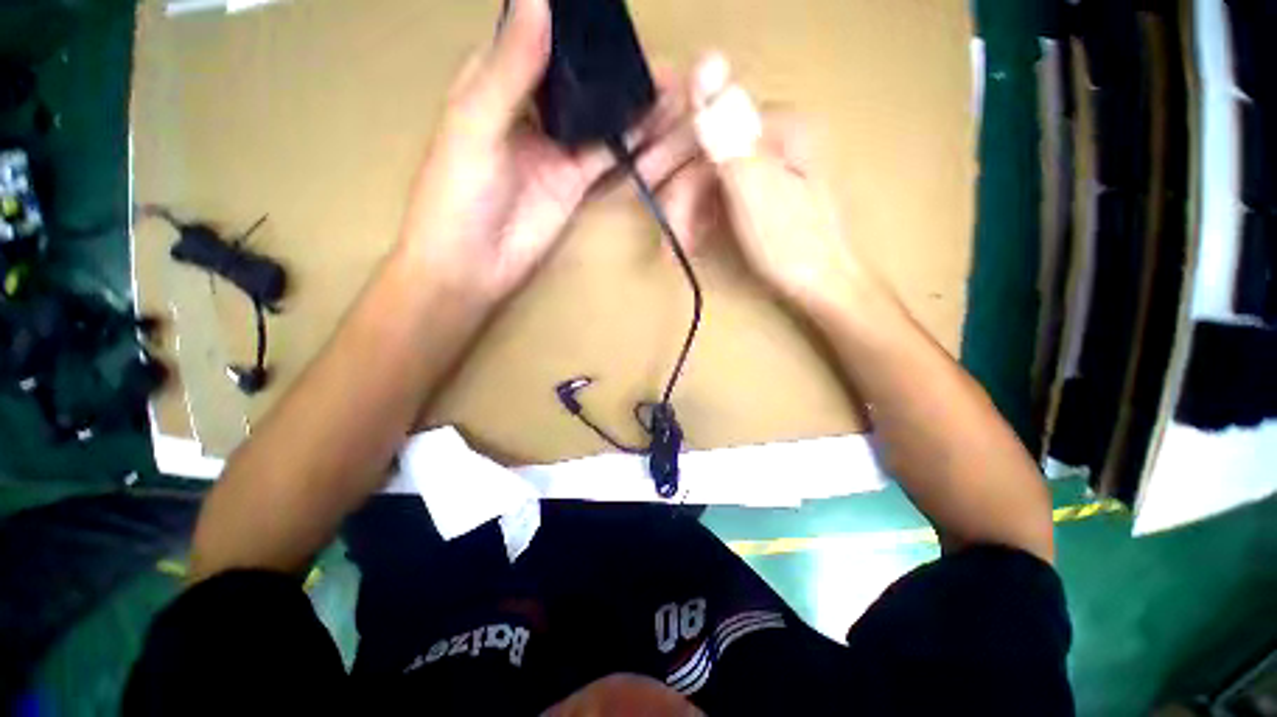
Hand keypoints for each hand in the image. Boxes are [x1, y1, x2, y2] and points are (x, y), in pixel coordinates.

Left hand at [395, 0, 699, 308]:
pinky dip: (634, 149)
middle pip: (582, 84)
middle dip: (620, 73)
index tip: (620, 23)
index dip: (581, 31)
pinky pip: (609, 160)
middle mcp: (533, 112)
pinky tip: (659, 135)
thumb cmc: (456, 195)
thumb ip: (510, 69)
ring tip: (675, 96)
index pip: (543, 41)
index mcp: (497, 83)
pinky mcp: (575, 184)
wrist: (471, 266)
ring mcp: (558, 150)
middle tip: (664, 65)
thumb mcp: (475, 126)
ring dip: (635, 110)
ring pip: (602, 121)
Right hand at [661, 55, 876, 311]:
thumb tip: (707, 67)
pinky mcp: (762, 192)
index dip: (671, 153)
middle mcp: (774, 138)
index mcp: (779, 128)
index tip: (644, 184)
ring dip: (687, 214)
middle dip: (679, 197)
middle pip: (707, 155)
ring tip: (678, 248)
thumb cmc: (791, 247)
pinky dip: (701, 218)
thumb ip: (729, 136)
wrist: (823, 287)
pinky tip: (695, 239)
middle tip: (664, 235)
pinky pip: (720, 195)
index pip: (709, 124)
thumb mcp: (757, 192)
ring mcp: (768, 166)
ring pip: (709, 178)